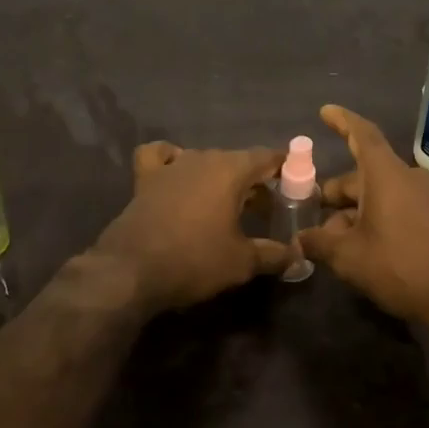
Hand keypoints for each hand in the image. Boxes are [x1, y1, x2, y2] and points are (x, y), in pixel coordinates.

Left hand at [92, 142, 296, 312]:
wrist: (131, 270)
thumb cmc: (194, 261)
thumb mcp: (242, 262)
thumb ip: (274, 255)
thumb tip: (298, 257)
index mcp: (230, 170)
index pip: (267, 157)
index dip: (285, 168)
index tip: (297, 183)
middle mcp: (202, 158)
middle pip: (237, 160)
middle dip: (254, 180)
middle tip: (266, 208)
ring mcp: (171, 165)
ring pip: (204, 160)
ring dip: (220, 176)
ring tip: (228, 203)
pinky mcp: (145, 178)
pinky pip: (161, 156)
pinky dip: (171, 159)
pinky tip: (177, 174)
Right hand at [298, 105, 428, 327]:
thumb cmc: (401, 266)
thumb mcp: (349, 257)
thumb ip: (319, 243)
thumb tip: (299, 239)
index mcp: (386, 175)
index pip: (362, 135)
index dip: (342, 121)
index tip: (325, 111)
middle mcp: (409, 177)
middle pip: (365, 173)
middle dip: (338, 191)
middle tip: (315, 212)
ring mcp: (428, 198)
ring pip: (382, 193)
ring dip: (356, 210)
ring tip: (334, 239)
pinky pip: (400, 207)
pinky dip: (378, 217)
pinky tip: (364, 246)